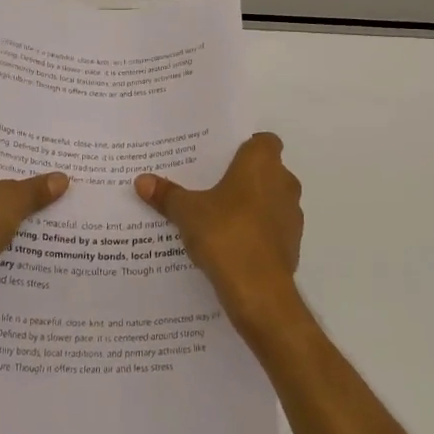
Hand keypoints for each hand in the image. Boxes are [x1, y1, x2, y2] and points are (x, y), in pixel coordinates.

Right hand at [135, 132, 304, 336]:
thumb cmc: (226, 234)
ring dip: (250, 206)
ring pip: (269, 200)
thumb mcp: (187, 213)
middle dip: (242, 177)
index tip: (221, 158)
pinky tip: (228, 244)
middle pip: (265, 171)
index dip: (245, 147)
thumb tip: (141, 180)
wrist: (260, 292)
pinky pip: (270, 229)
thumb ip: (167, 195)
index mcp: (262, 163)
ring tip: (216, 216)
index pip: (263, 141)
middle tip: (210, 184)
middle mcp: (284, 182)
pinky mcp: (291, 244)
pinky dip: (255, 232)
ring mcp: (291, 215)